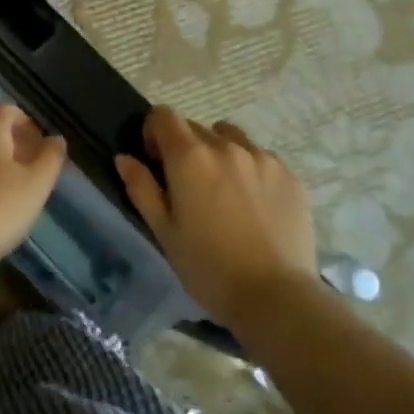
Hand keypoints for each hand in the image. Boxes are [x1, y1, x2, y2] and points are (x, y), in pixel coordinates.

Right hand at [115, 105, 316, 324]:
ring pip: (231, 138)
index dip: (154, 131)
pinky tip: (254, 204)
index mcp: (189, 157)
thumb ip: (141, 188)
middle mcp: (226, 146)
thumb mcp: (164, 231)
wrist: (276, 297)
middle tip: (188, 185)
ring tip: (224, 190)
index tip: (155, 160)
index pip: (164, 116)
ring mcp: (262, 158)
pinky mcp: (289, 176)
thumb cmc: (208, 267)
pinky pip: (261, 158)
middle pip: (196, 128)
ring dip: (219, 153)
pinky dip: (250, 169)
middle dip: (185, 148)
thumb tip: (124, 158)